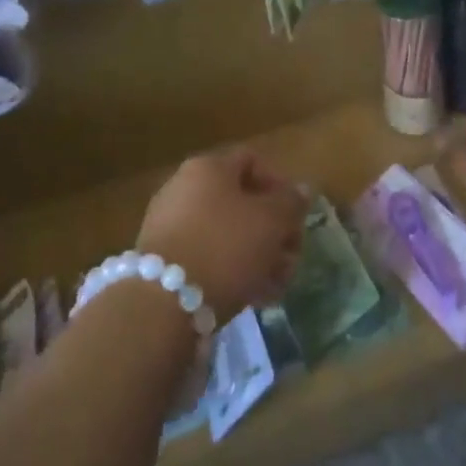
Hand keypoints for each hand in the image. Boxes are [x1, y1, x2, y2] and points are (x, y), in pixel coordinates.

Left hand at [136, 149, 306, 321]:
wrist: (163, 304)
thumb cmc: (225, 246)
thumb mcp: (270, 222)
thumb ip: (291, 203)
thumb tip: (303, 189)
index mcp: (209, 167)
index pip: (252, 161)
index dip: (280, 185)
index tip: (296, 216)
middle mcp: (185, 188)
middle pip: (241, 201)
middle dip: (273, 230)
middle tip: (292, 257)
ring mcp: (170, 225)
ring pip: (226, 233)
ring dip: (258, 255)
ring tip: (277, 284)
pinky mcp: (163, 261)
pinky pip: (207, 257)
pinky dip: (232, 270)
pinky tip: (254, 296)